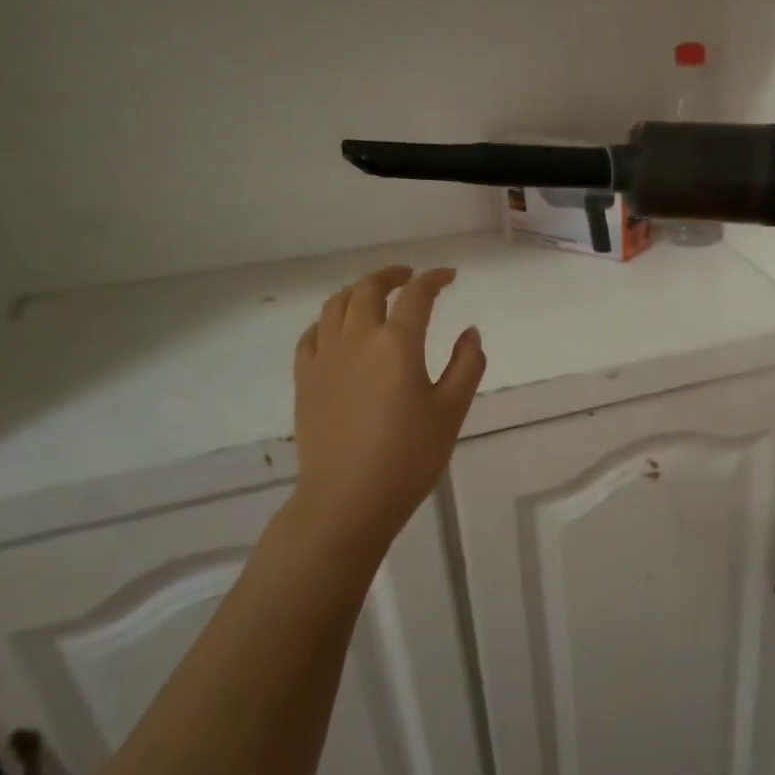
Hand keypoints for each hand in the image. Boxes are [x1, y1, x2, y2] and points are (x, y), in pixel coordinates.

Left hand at [284, 265, 484, 557]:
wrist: (347, 500)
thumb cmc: (408, 457)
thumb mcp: (451, 411)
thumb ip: (466, 365)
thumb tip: (470, 332)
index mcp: (397, 344)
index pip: (416, 295)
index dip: (434, 279)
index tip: (449, 276)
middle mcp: (357, 339)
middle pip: (368, 289)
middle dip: (391, 275)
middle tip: (409, 276)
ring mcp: (325, 357)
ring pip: (335, 305)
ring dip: (357, 290)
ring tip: (373, 293)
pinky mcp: (305, 379)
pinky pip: (312, 334)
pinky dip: (329, 319)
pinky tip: (338, 328)